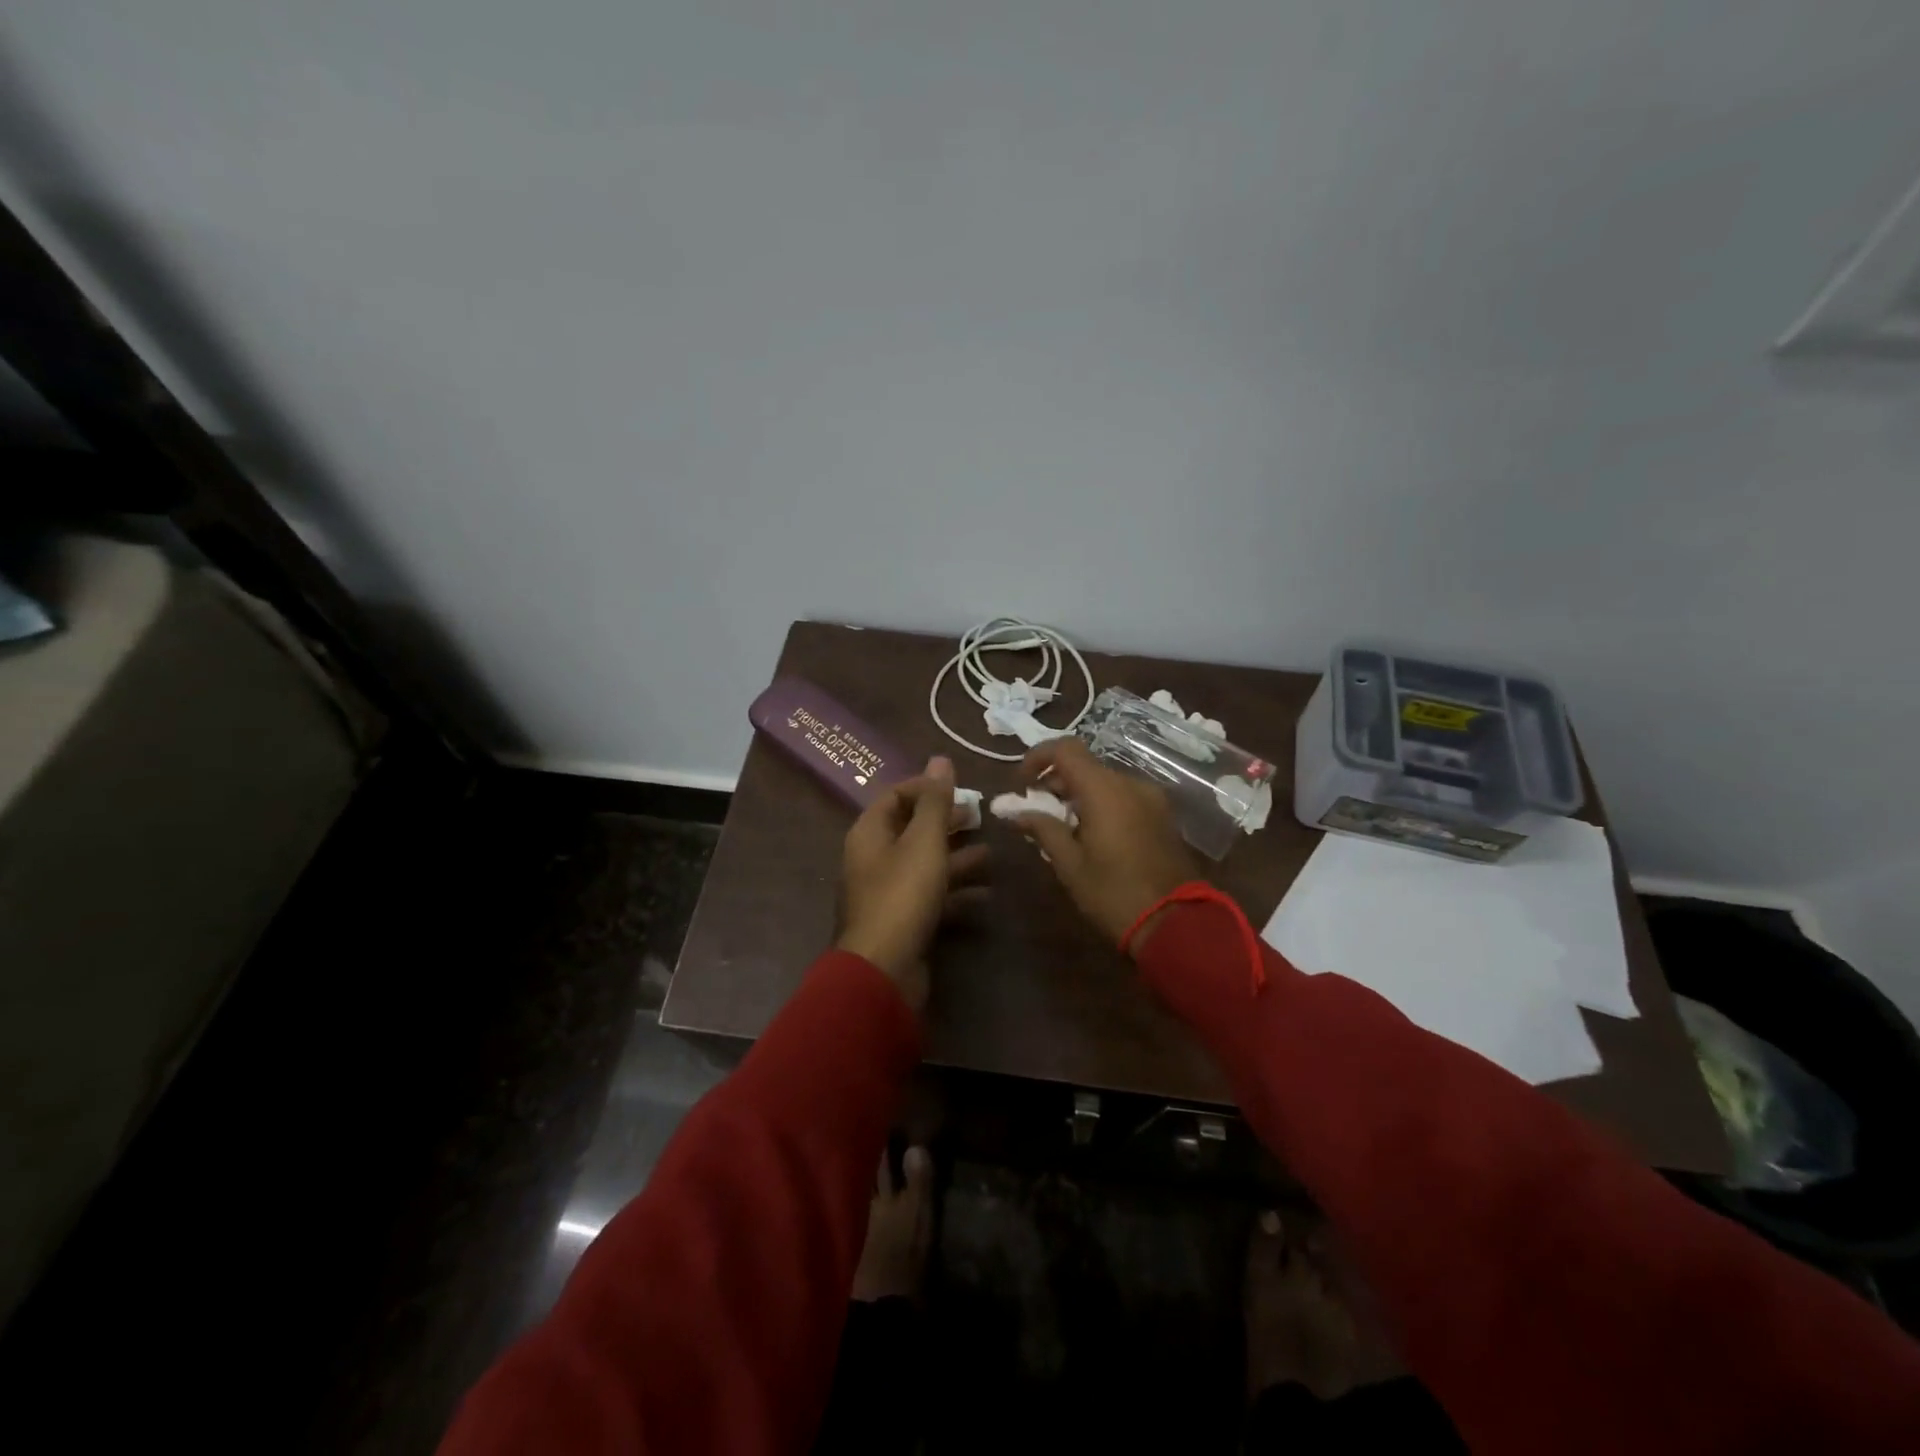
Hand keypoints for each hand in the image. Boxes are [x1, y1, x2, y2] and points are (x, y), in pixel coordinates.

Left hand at [838, 756, 989, 1009]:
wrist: (884, 970)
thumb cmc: (902, 895)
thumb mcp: (924, 842)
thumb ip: (935, 802)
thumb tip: (939, 759)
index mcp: (870, 833)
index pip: (895, 796)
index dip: (927, 788)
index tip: (961, 788)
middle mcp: (874, 859)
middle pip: (911, 830)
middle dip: (946, 822)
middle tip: (980, 816)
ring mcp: (888, 892)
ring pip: (925, 865)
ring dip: (956, 858)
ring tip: (992, 855)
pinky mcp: (904, 921)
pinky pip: (931, 897)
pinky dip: (956, 893)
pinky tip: (986, 894)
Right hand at [1014, 738, 1200, 950]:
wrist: (1176, 923)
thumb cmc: (1113, 893)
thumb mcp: (1069, 864)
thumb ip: (1042, 828)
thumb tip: (1014, 811)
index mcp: (1104, 789)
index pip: (1065, 749)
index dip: (1038, 757)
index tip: (1022, 782)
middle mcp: (1130, 784)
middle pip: (1085, 765)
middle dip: (1056, 781)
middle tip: (1036, 811)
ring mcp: (1151, 799)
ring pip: (1105, 782)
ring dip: (1079, 794)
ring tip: (1061, 827)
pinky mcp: (1162, 816)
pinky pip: (1124, 797)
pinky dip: (1101, 804)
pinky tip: (1090, 835)